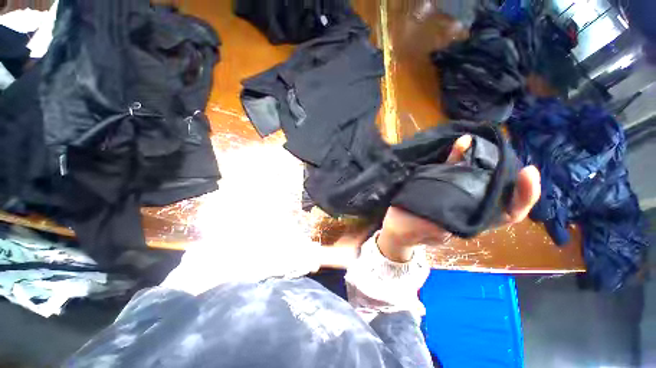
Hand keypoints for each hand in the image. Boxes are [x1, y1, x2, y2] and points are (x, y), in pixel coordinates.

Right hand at [378, 135, 541, 261]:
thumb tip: (445, 214)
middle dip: (501, 167)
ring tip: (475, 142)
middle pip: (495, 187)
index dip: (523, 195)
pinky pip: (455, 169)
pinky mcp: (442, 184)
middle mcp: (469, 206)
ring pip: (475, 175)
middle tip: (499, 148)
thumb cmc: (406, 231)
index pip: (508, 213)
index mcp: (469, 222)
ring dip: (478, 157)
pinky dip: (459, 156)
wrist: (396, 227)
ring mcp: (456, 193)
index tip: (528, 172)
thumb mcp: (418, 232)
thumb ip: (434, 225)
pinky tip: (459, 144)